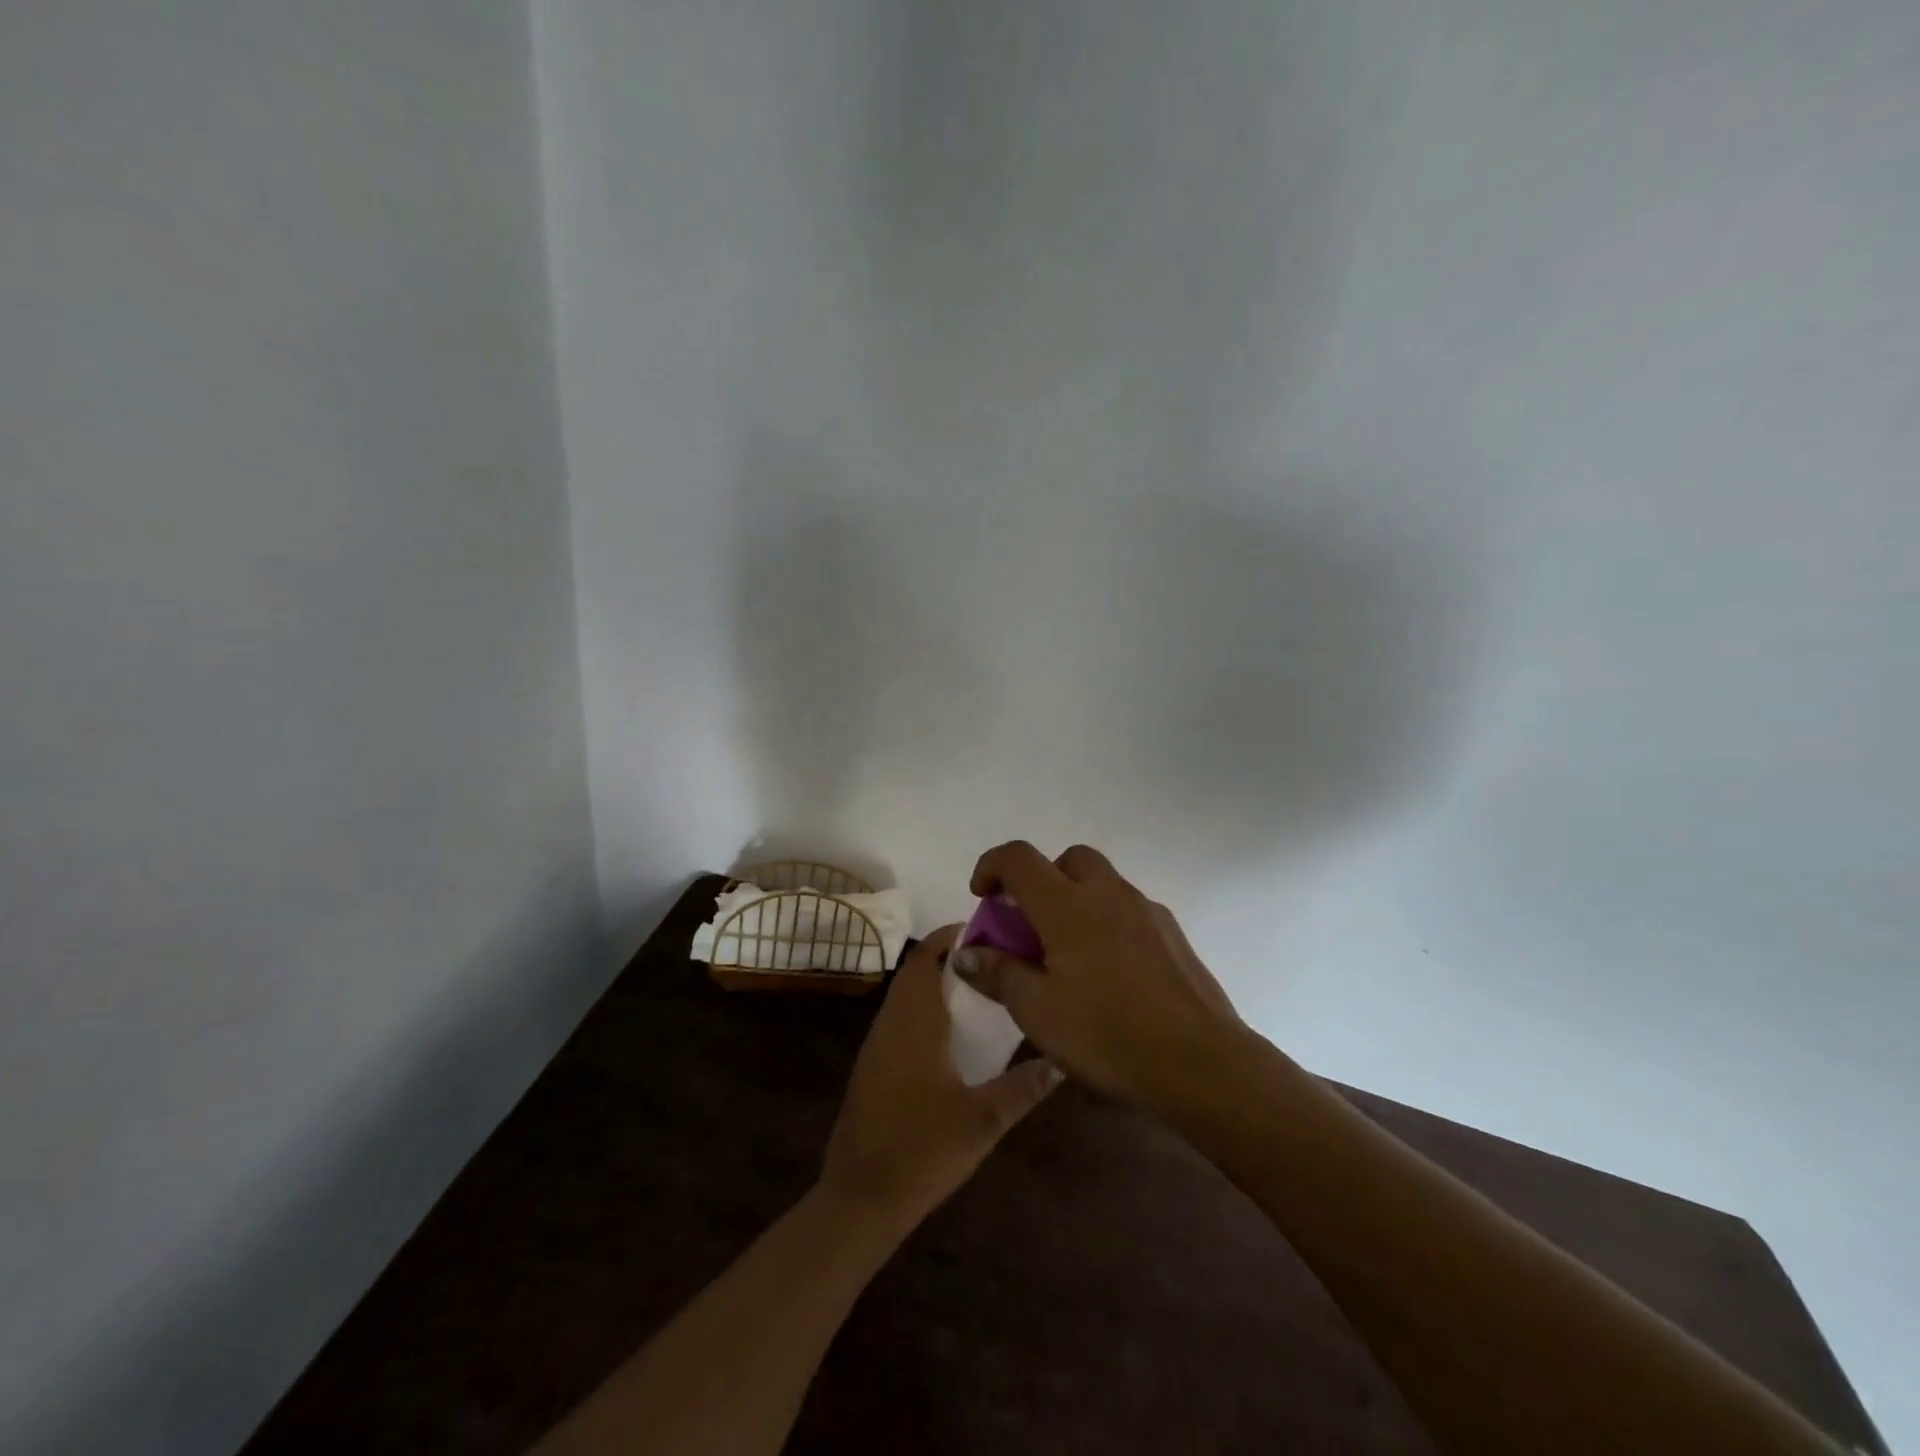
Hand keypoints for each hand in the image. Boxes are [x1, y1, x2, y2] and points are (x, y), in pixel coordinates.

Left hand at [820, 926, 1061, 1228]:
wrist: (859, 1198)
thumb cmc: (922, 1150)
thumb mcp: (983, 1121)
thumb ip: (1023, 1088)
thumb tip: (1061, 1061)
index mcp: (914, 1022)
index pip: (925, 958)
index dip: (948, 936)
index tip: (982, 929)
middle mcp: (890, 1024)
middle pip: (914, 973)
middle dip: (946, 958)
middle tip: (989, 959)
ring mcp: (876, 1046)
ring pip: (904, 997)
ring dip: (933, 984)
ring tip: (976, 989)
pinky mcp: (871, 1068)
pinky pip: (898, 1020)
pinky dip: (922, 1010)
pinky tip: (949, 1035)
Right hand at [951, 842, 1240, 1111]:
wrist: (1200, 1061)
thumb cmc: (1107, 1034)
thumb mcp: (1038, 1011)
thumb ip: (998, 974)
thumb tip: (967, 952)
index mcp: (1067, 904)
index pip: (1018, 858)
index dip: (991, 866)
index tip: (982, 896)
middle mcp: (1108, 893)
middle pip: (1068, 859)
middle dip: (1041, 879)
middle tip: (1030, 924)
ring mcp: (1146, 910)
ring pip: (1103, 882)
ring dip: (1076, 899)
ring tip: (1068, 954)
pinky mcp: (1172, 933)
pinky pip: (1129, 909)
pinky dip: (1107, 921)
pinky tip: (1110, 973)